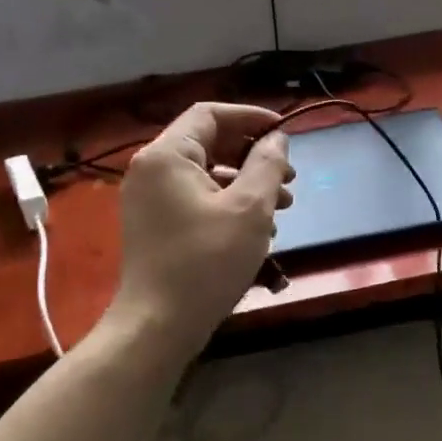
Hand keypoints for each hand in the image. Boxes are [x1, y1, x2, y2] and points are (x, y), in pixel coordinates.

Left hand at [113, 102, 293, 345]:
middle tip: (290, 177)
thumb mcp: (250, 208)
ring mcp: (150, 199)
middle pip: (209, 143)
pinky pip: (197, 198)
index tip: (285, 134)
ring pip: (207, 174)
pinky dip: (229, 203)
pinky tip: (258, 228)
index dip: (251, 118)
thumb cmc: (206, 261)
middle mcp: (152, 170)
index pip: (210, 114)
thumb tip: (277, 139)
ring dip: (247, 183)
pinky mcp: (156, 225)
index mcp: (167, 155)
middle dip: (254, 155)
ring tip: (284, 206)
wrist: (158, 326)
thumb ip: (267, 164)